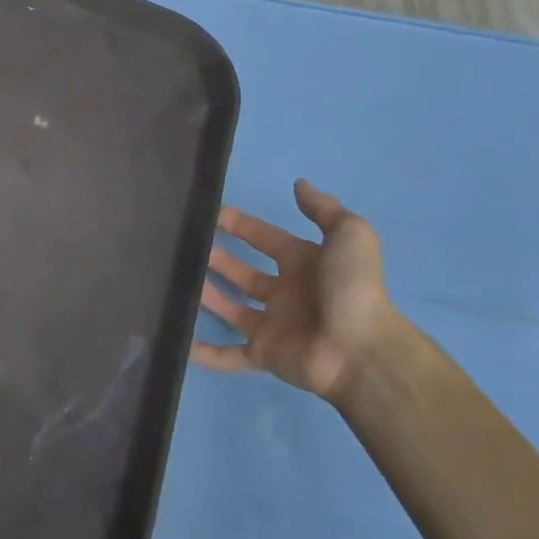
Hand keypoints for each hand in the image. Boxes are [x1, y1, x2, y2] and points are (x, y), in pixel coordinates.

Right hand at [196, 179, 400, 402]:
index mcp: (304, 264)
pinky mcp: (263, 354)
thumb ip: (324, 209)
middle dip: (217, 258)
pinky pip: (229, 355)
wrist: (362, 351)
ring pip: (230, 307)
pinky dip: (205, 353)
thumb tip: (298, 183)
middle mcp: (286, 293)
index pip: (265, 239)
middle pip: (243, 273)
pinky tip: (181, 342)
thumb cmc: (352, 289)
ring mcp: (273, 325)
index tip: (209, 214)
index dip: (240, 225)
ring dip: (207, 294)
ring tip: (177, 278)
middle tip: (185, 245)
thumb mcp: (350, 235)